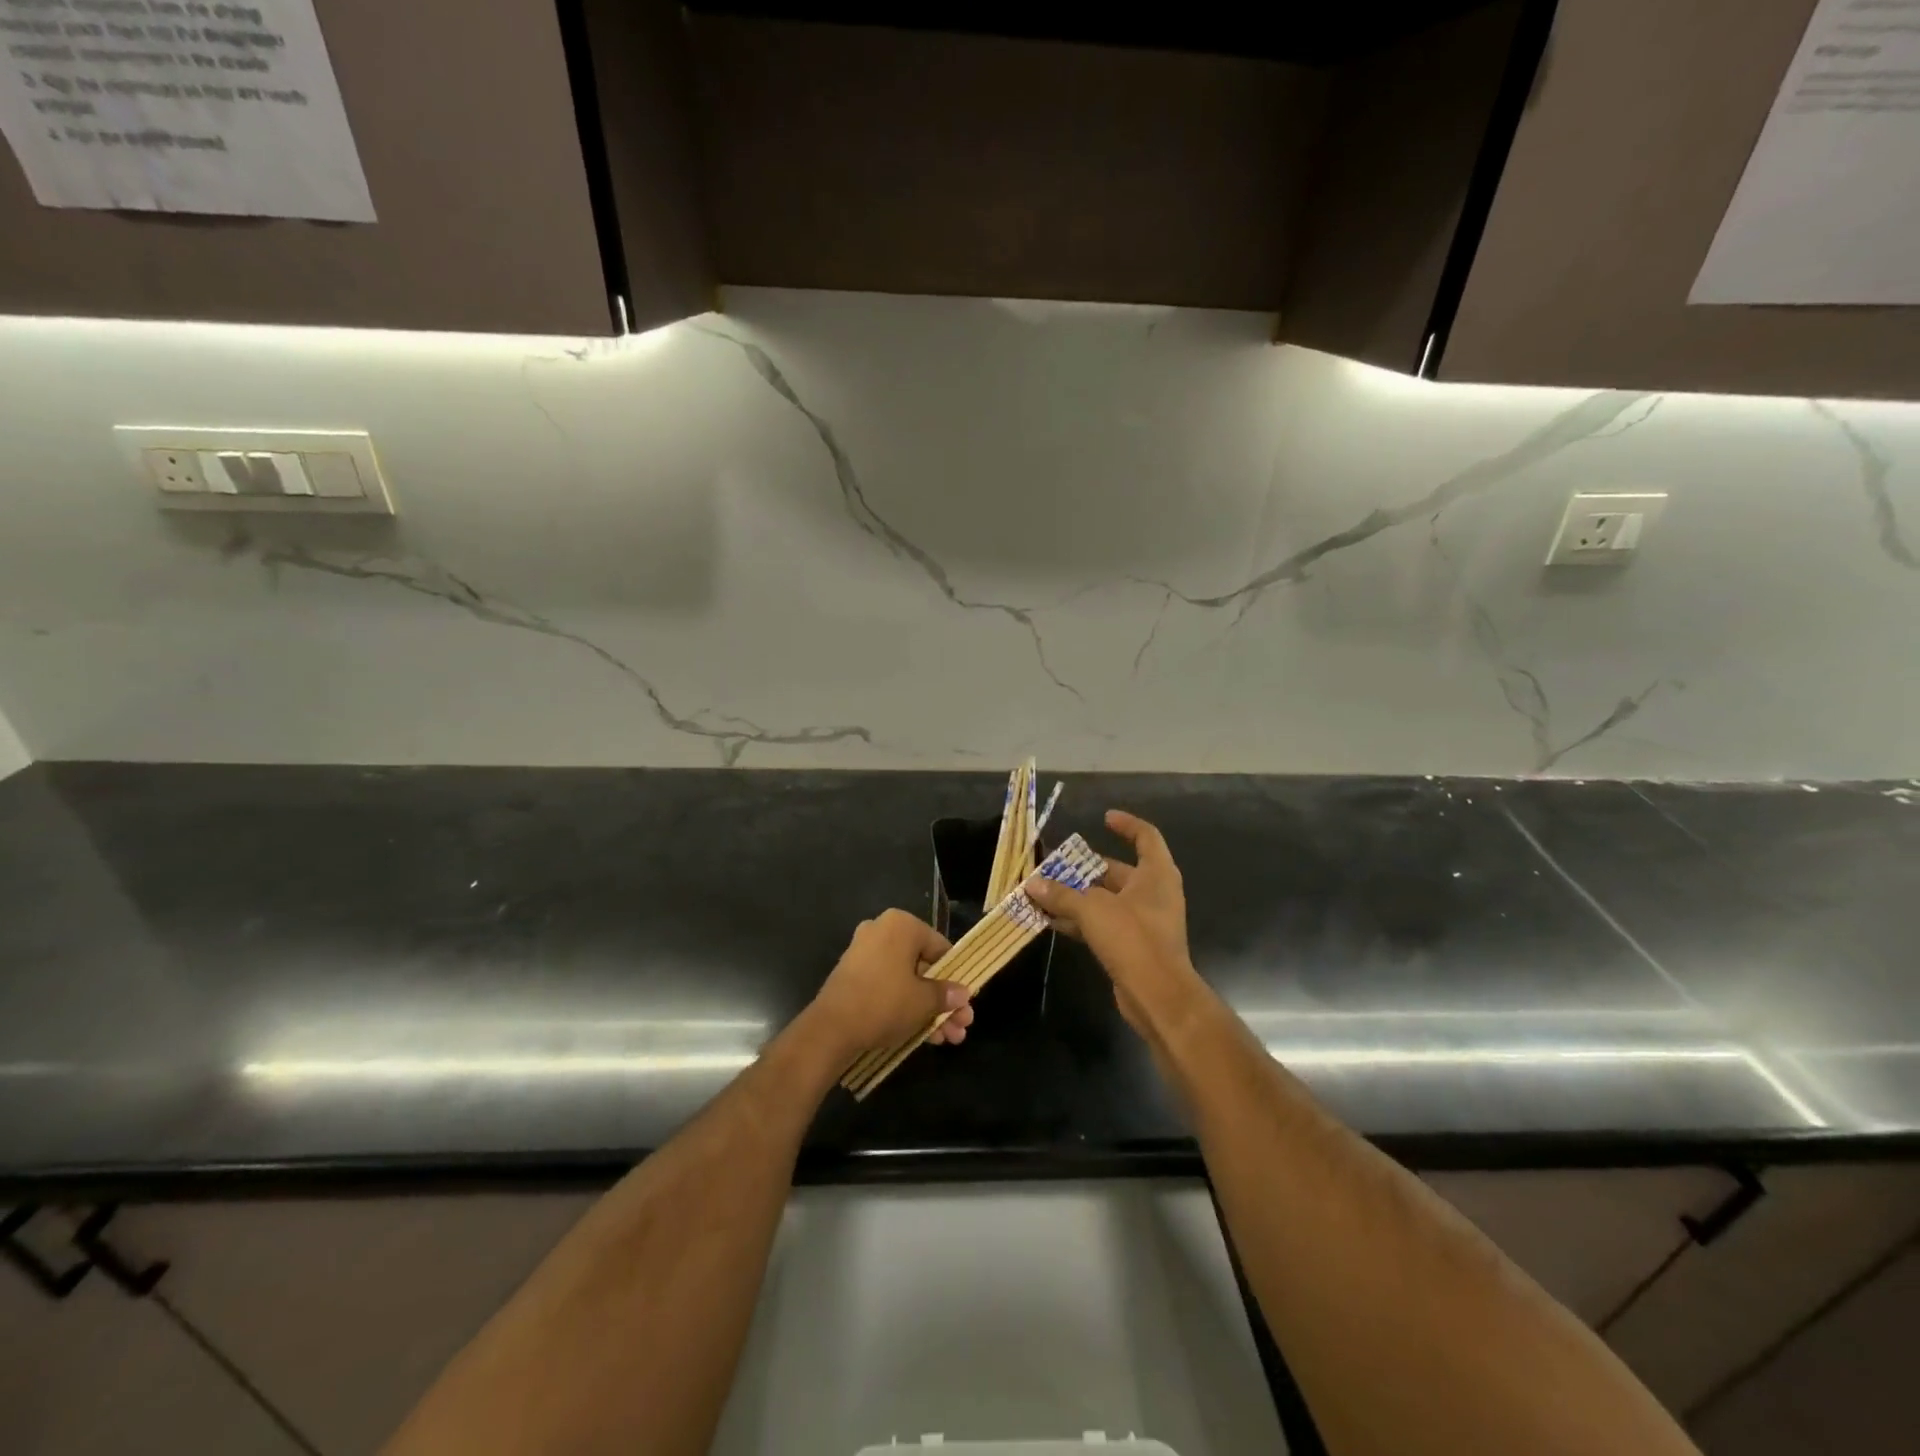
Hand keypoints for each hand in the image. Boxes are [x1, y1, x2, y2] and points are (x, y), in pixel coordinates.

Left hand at [806, 909, 974, 1063]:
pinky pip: (888, 988)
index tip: (966, 1002)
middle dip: (944, 1001)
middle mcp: (882, 932)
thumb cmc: (885, 1002)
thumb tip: (962, 993)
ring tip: (948, 1039)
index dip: (956, 977)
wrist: (831, 1028)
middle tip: (961, 1026)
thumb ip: (946, 994)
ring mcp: (865, 954)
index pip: (940, 947)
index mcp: (902, 925)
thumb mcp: (924, 1001)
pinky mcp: (854, 977)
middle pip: (924, 968)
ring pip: (907, 982)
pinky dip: (906, 1008)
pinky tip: (926, 1037)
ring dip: (929, 1010)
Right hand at [1025, 810, 1194, 1034]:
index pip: (1146, 836)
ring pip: (1107, 899)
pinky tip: (1053, 921)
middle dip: (1085, 868)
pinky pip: (1104, 923)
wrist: (1158, 996)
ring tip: (1044, 892)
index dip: (1126, 824)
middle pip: (1118, 870)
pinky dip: (1081, 920)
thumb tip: (1032, 884)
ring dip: (1078, 896)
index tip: (1103, 818)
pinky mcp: (1134, 945)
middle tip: (1055, 865)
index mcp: (1156, 874)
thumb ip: (1061, 894)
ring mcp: (1145, 920)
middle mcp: (1154, 893)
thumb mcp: (1092, 910)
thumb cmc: (1133, 938)